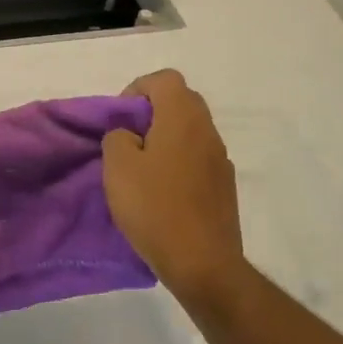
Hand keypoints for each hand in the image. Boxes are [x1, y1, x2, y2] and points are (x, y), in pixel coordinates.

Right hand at [103, 70, 245, 297]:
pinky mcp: (224, 187)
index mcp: (183, 119)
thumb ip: (118, 137)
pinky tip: (163, 192)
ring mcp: (221, 160)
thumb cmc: (154, 208)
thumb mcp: (118, 167)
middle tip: (128, 139)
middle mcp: (208, 132)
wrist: (202, 263)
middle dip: (152, 112)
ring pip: (191, 131)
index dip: (138, 89)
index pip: (165, 79)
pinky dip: (179, 162)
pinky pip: (198, 158)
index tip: (120, 118)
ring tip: (142, 169)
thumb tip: (129, 134)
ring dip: (166, 138)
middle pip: (182, 101)